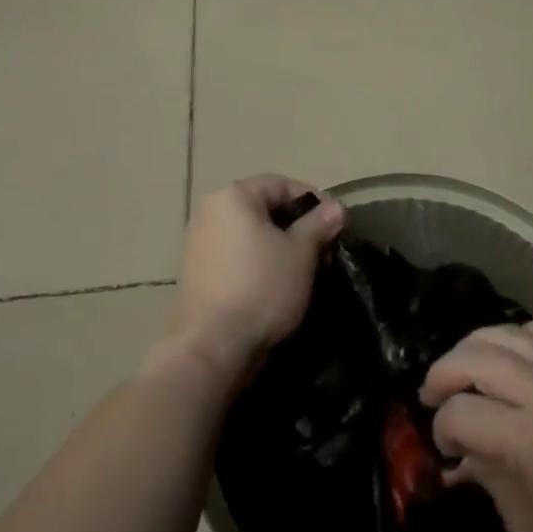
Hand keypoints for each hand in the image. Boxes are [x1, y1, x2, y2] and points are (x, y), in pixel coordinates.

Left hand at [165, 175, 344, 385]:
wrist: (212, 347)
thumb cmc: (261, 288)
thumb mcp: (300, 253)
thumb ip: (318, 225)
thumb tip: (336, 208)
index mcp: (233, 196)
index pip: (281, 184)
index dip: (313, 201)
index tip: (335, 225)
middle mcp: (210, 211)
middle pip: (263, 208)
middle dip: (296, 226)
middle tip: (322, 250)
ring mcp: (198, 242)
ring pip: (250, 233)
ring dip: (278, 245)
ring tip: (303, 270)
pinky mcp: (196, 272)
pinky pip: (235, 254)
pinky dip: (258, 262)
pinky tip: (276, 285)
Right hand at [421, 321, 532, 531]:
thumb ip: (492, 486)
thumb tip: (462, 454)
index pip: (463, 413)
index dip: (442, 429)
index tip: (445, 450)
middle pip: (477, 358)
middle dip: (444, 374)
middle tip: (433, 398)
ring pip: (507, 333)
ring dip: (473, 348)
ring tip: (460, 371)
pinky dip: (523, 333)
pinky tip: (512, 353)